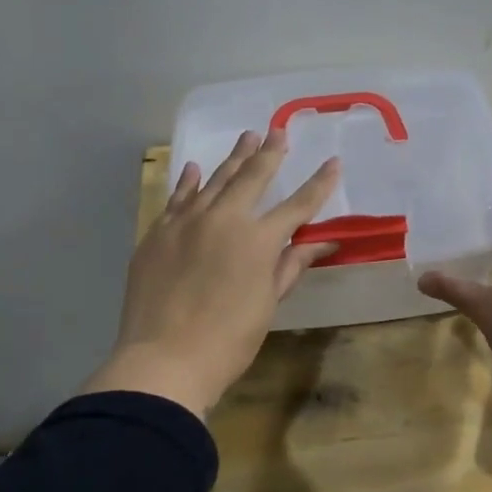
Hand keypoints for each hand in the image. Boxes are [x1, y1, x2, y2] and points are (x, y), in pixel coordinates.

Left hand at [81, 129, 340, 414]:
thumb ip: (290, 265)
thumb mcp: (267, 303)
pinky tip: (193, 168)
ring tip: (246, 138)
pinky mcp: (157, 233)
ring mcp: (185, 222)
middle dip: (269, 154)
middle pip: (252, 178)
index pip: (297, 205)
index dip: (318, 184)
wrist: (164, 359)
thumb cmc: (228, 340)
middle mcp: (223, 219)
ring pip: (213, 181)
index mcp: (257, 239)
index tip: (333, 162)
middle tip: (279, 132)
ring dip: (233, 159)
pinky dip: (187, 183)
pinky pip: (177, 199)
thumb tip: (322, 243)